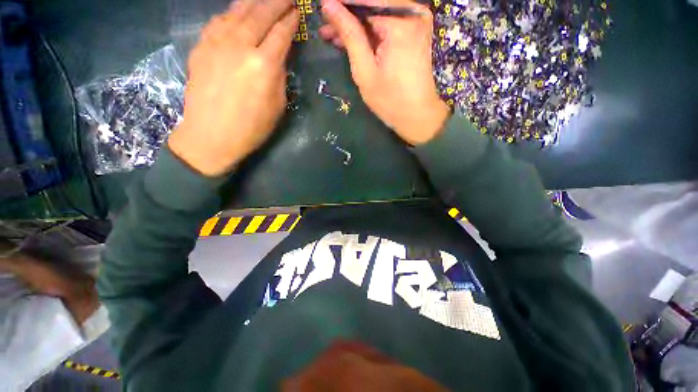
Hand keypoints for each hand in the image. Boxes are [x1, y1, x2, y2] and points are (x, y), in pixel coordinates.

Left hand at [168, 0, 298, 176]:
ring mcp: (217, 42)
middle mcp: (241, 45)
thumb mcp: (278, 105)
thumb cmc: (252, 127)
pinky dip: (231, 13)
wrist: (212, 135)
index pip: (282, 33)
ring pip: (238, 11)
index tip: (298, 11)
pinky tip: (238, 13)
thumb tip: (278, 57)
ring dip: (254, 1)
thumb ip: (280, 76)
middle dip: (277, 1)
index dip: (292, 20)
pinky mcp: (201, 46)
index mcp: (264, 65)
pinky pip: (219, 20)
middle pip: (261, 13)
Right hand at [319, 0, 449, 144]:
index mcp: (400, 21)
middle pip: (372, 5)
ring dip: (357, 25)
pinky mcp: (416, 30)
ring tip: (334, 37)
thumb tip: (329, 5)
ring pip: (378, 14)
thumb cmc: (390, 100)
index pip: (363, 1)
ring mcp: (417, 20)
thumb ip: (349, 35)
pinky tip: (355, 40)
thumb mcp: (364, 70)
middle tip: (326, 29)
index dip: (341, 7)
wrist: (417, 115)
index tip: (322, 11)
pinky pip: (388, 22)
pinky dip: (371, 31)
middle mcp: (413, 12)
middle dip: (348, 18)